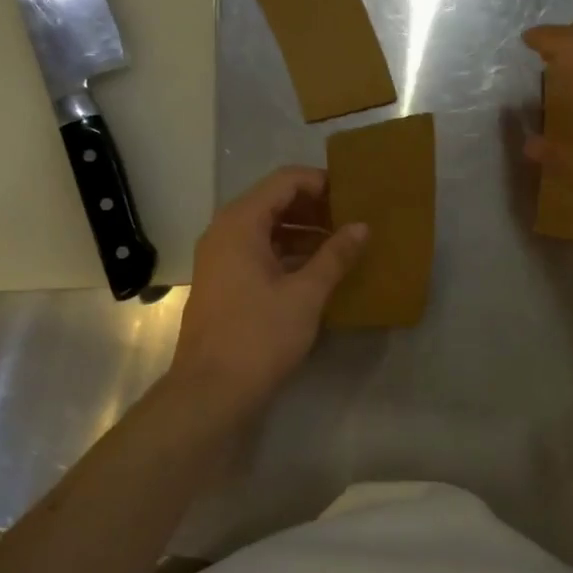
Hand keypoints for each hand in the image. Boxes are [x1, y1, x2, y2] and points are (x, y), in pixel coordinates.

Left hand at [170, 166, 367, 416]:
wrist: (211, 392)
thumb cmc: (259, 336)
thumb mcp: (306, 294)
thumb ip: (335, 255)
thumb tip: (362, 227)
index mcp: (240, 223)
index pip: (285, 181)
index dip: (321, 182)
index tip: (355, 194)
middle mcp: (225, 232)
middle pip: (275, 202)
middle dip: (316, 207)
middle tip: (354, 219)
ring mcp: (222, 258)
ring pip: (269, 229)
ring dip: (305, 232)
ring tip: (344, 244)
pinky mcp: (225, 283)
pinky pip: (261, 252)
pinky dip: (290, 254)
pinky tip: (320, 270)